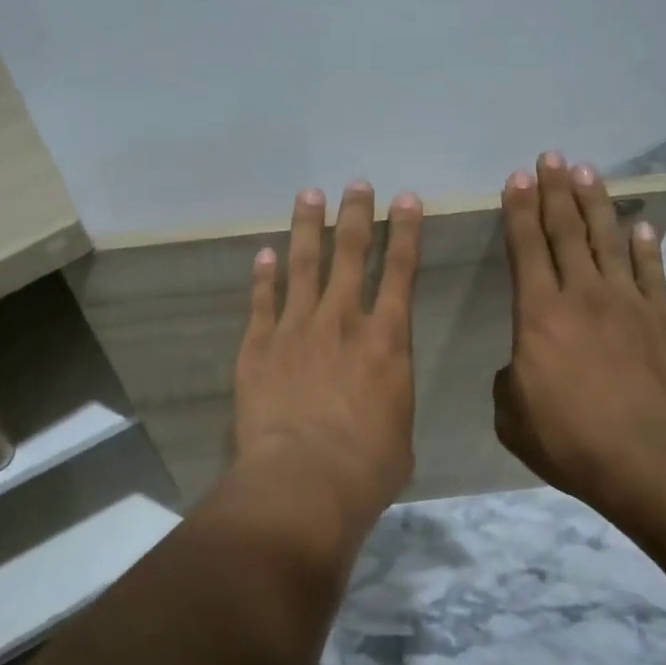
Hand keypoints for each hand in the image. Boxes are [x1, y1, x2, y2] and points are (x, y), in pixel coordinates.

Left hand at [232, 181, 423, 529]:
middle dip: (356, 215)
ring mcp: (297, 328)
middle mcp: (343, 320)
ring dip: (308, 227)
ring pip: (304, 265)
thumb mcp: (399, 429)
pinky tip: (263, 253)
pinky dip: (263, 275)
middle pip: (351, 253)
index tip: (406, 198)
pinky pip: (262, 300)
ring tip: (309, 195)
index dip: (405, 231)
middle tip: (356, 184)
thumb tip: (379, 395)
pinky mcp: (259, 345)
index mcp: (387, 340)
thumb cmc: (367, 466)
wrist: (304, 480)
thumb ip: (389, 397)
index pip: (402, 271)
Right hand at [493, 152, 665, 512]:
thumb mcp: (513, 417)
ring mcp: (628, 303)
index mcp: (538, 314)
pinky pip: (651, 271)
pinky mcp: (663, 319)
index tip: (517, 178)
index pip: (525, 247)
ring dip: (596, 203)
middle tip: (551, 158)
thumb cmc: (570, 439)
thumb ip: (510, 382)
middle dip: (555, 191)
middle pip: (567, 230)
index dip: (518, 210)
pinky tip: (640, 225)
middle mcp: (582, 295)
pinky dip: (644, 245)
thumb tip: (521, 367)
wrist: (650, 460)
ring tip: (588, 172)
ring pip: (608, 239)